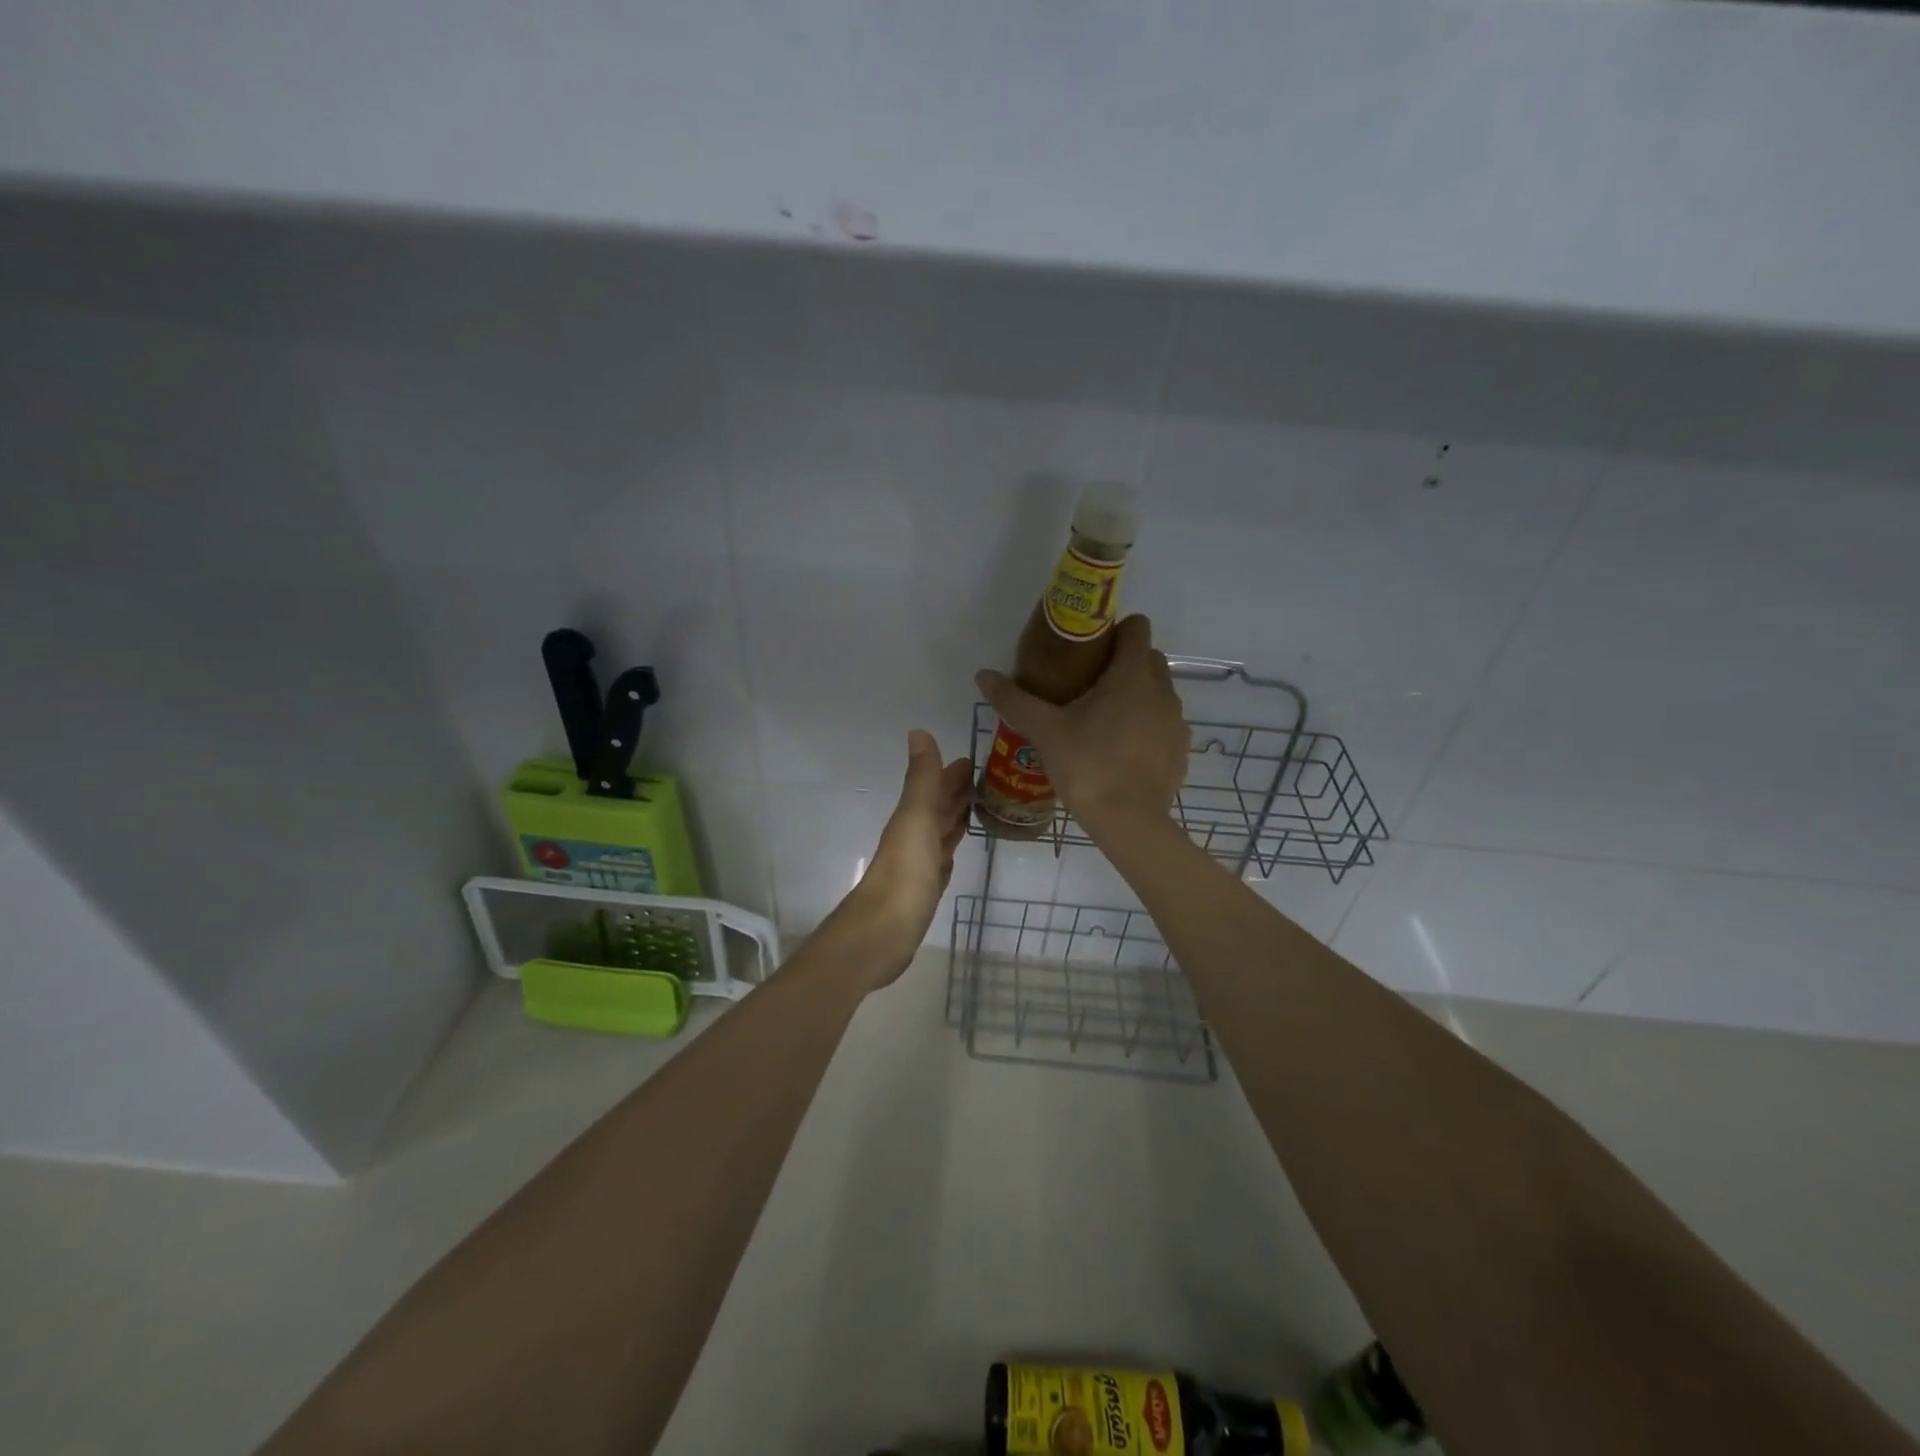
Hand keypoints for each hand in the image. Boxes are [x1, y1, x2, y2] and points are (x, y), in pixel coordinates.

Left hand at [827, 729, 971, 986]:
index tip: (976, 760)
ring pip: (941, 832)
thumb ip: (922, 779)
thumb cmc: (905, 874)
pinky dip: (950, 847)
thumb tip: (919, 731)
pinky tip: (956, 848)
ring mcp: (919, 864)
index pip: (936, 787)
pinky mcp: (925, 890)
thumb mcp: (916, 819)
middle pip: (939, 808)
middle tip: (988, 780)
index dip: (953, 773)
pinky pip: (941, 859)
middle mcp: (914, 836)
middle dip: (958, 792)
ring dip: (956, 817)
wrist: (882, 933)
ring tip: (981, 807)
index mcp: (912, 817)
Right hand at [975, 614, 1186, 837]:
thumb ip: (1014, 699)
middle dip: (1123, 663)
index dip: (1114, 630)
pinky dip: (1147, 725)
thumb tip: (983, 675)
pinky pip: (1164, 723)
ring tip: (1102, 720)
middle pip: (1149, 658)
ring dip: (1136, 695)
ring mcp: (1176, 721)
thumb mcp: (1044, 731)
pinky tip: (1121, 749)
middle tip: (1088, 684)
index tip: (1088, 648)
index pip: (1137, 627)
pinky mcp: (1181, 749)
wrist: (1129, 823)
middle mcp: (1162, 690)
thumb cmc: (1087, 766)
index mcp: (1132, 675)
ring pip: (1158, 691)